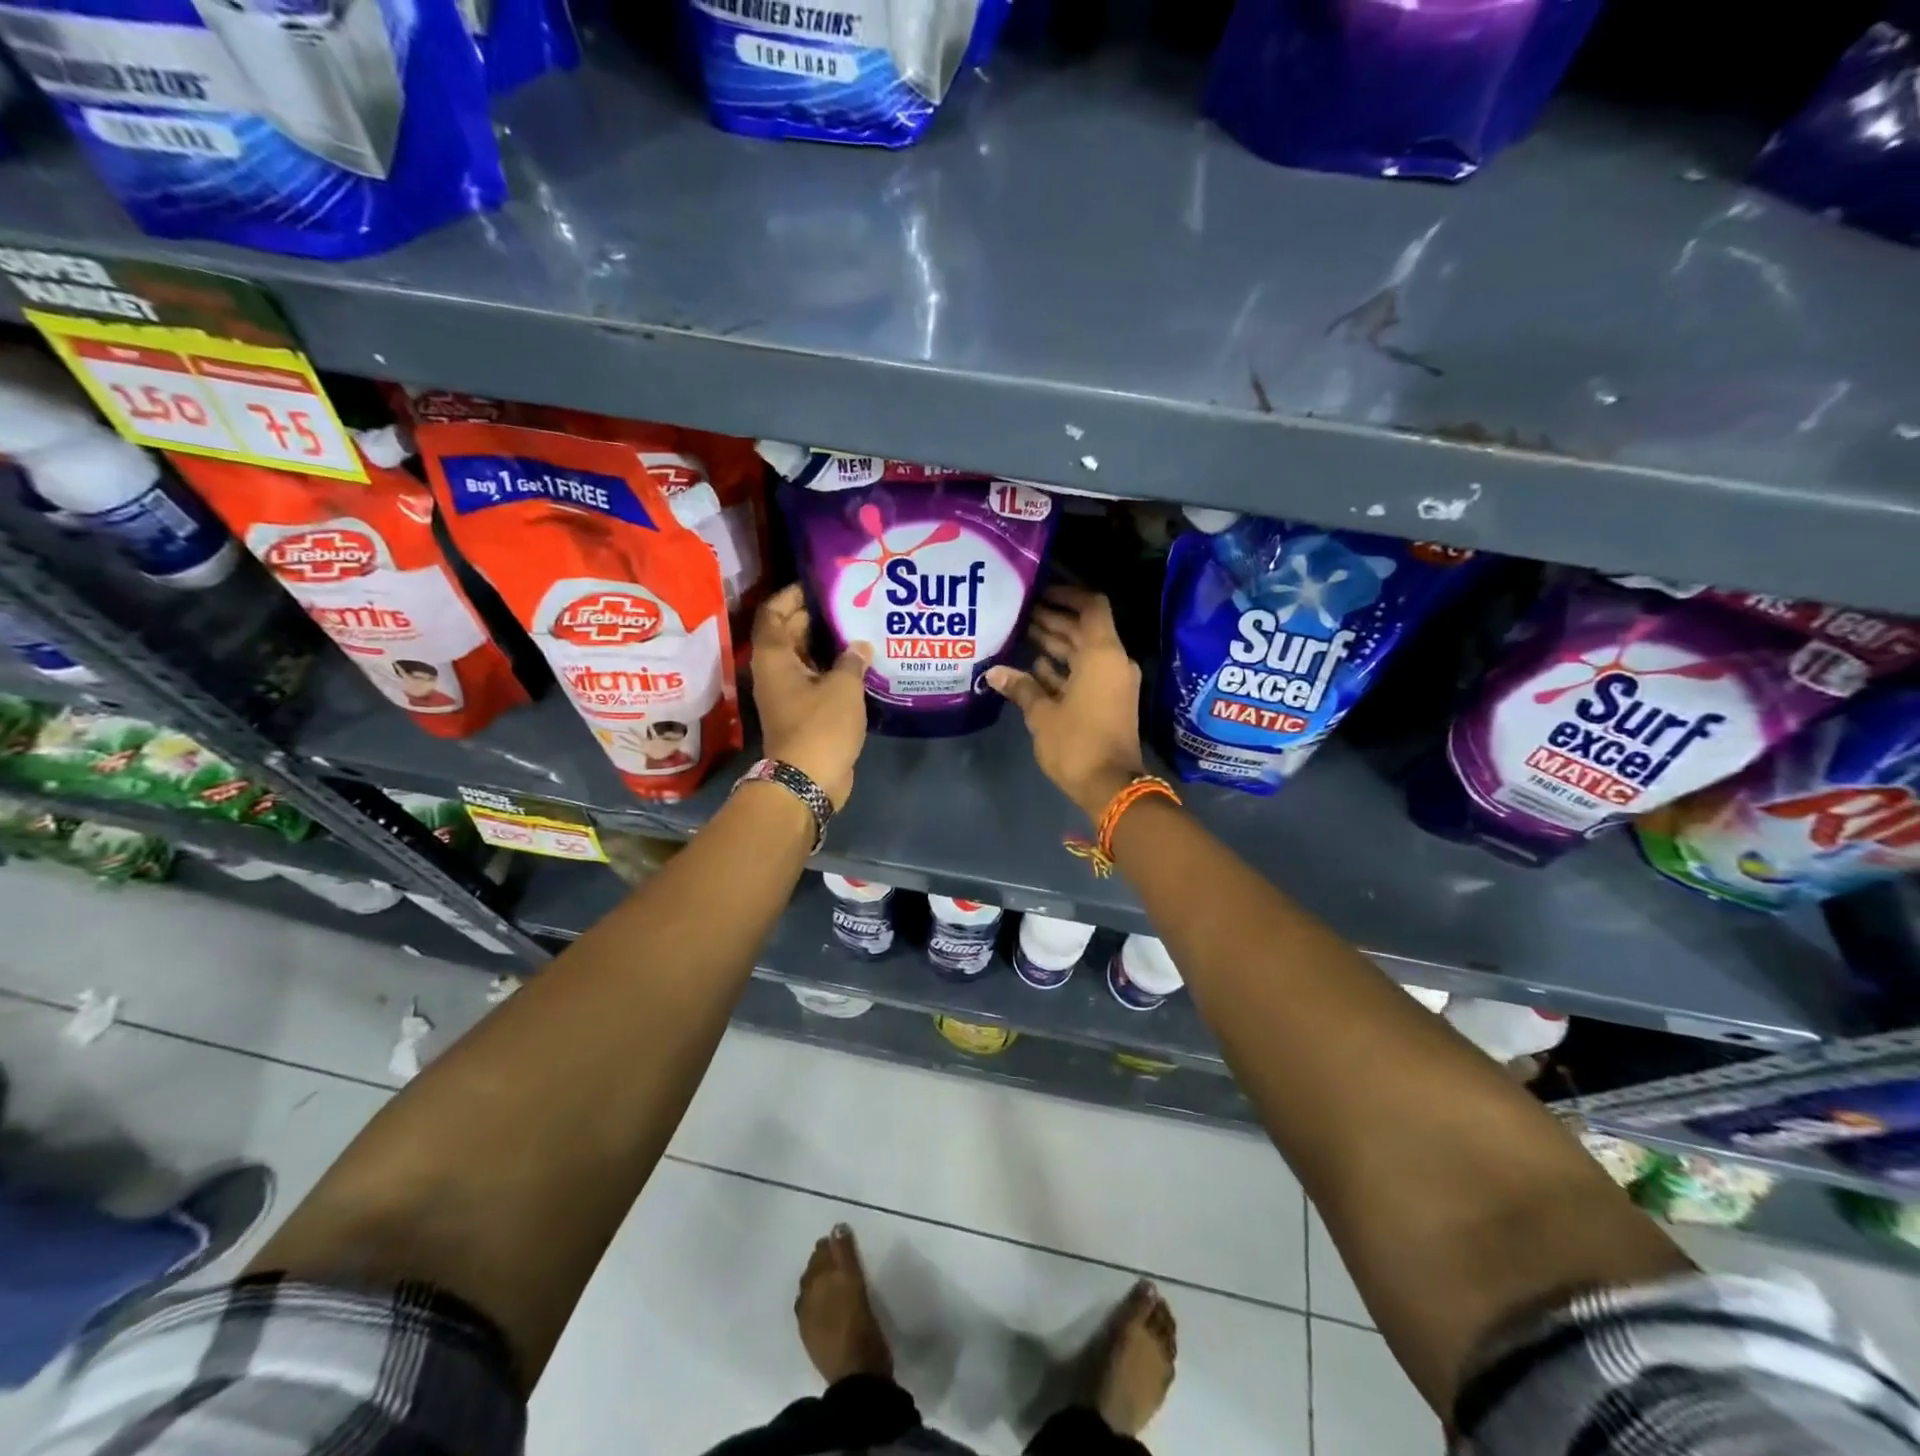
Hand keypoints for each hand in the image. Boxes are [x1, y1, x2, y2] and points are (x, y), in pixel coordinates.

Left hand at [751, 585, 871, 808]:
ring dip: (826, 645)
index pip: (774, 613)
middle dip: (814, 617)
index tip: (818, 584)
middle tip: (847, 602)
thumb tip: (859, 646)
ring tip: (857, 628)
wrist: (807, 780)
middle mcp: (774, 672)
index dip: (792, 595)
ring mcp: (787, 694)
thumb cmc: (820, 726)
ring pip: (803, 659)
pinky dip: (831, 670)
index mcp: (774, 657)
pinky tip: (859, 664)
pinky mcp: (802, 713)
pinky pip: (814, 681)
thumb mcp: (843, 687)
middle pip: (788, 633)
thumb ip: (852, 660)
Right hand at [986, 585, 1146, 820]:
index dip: (1068, 595)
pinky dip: (1064, 668)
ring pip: (1083, 652)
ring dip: (1056, 644)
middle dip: (1054, 619)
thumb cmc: (1077, 744)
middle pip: (1084, 629)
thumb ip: (1021, 687)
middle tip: (1020, 612)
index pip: (1091, 606)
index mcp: (1102, 654)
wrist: (1111, 786)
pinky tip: (1034, 667)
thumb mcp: (1042, 714)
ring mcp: (1113, 682)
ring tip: (1021, 633)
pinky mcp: (1108, 701)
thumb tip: (994, 672)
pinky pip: (1086, 673)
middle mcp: (1112, 661)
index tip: (1041, 591)